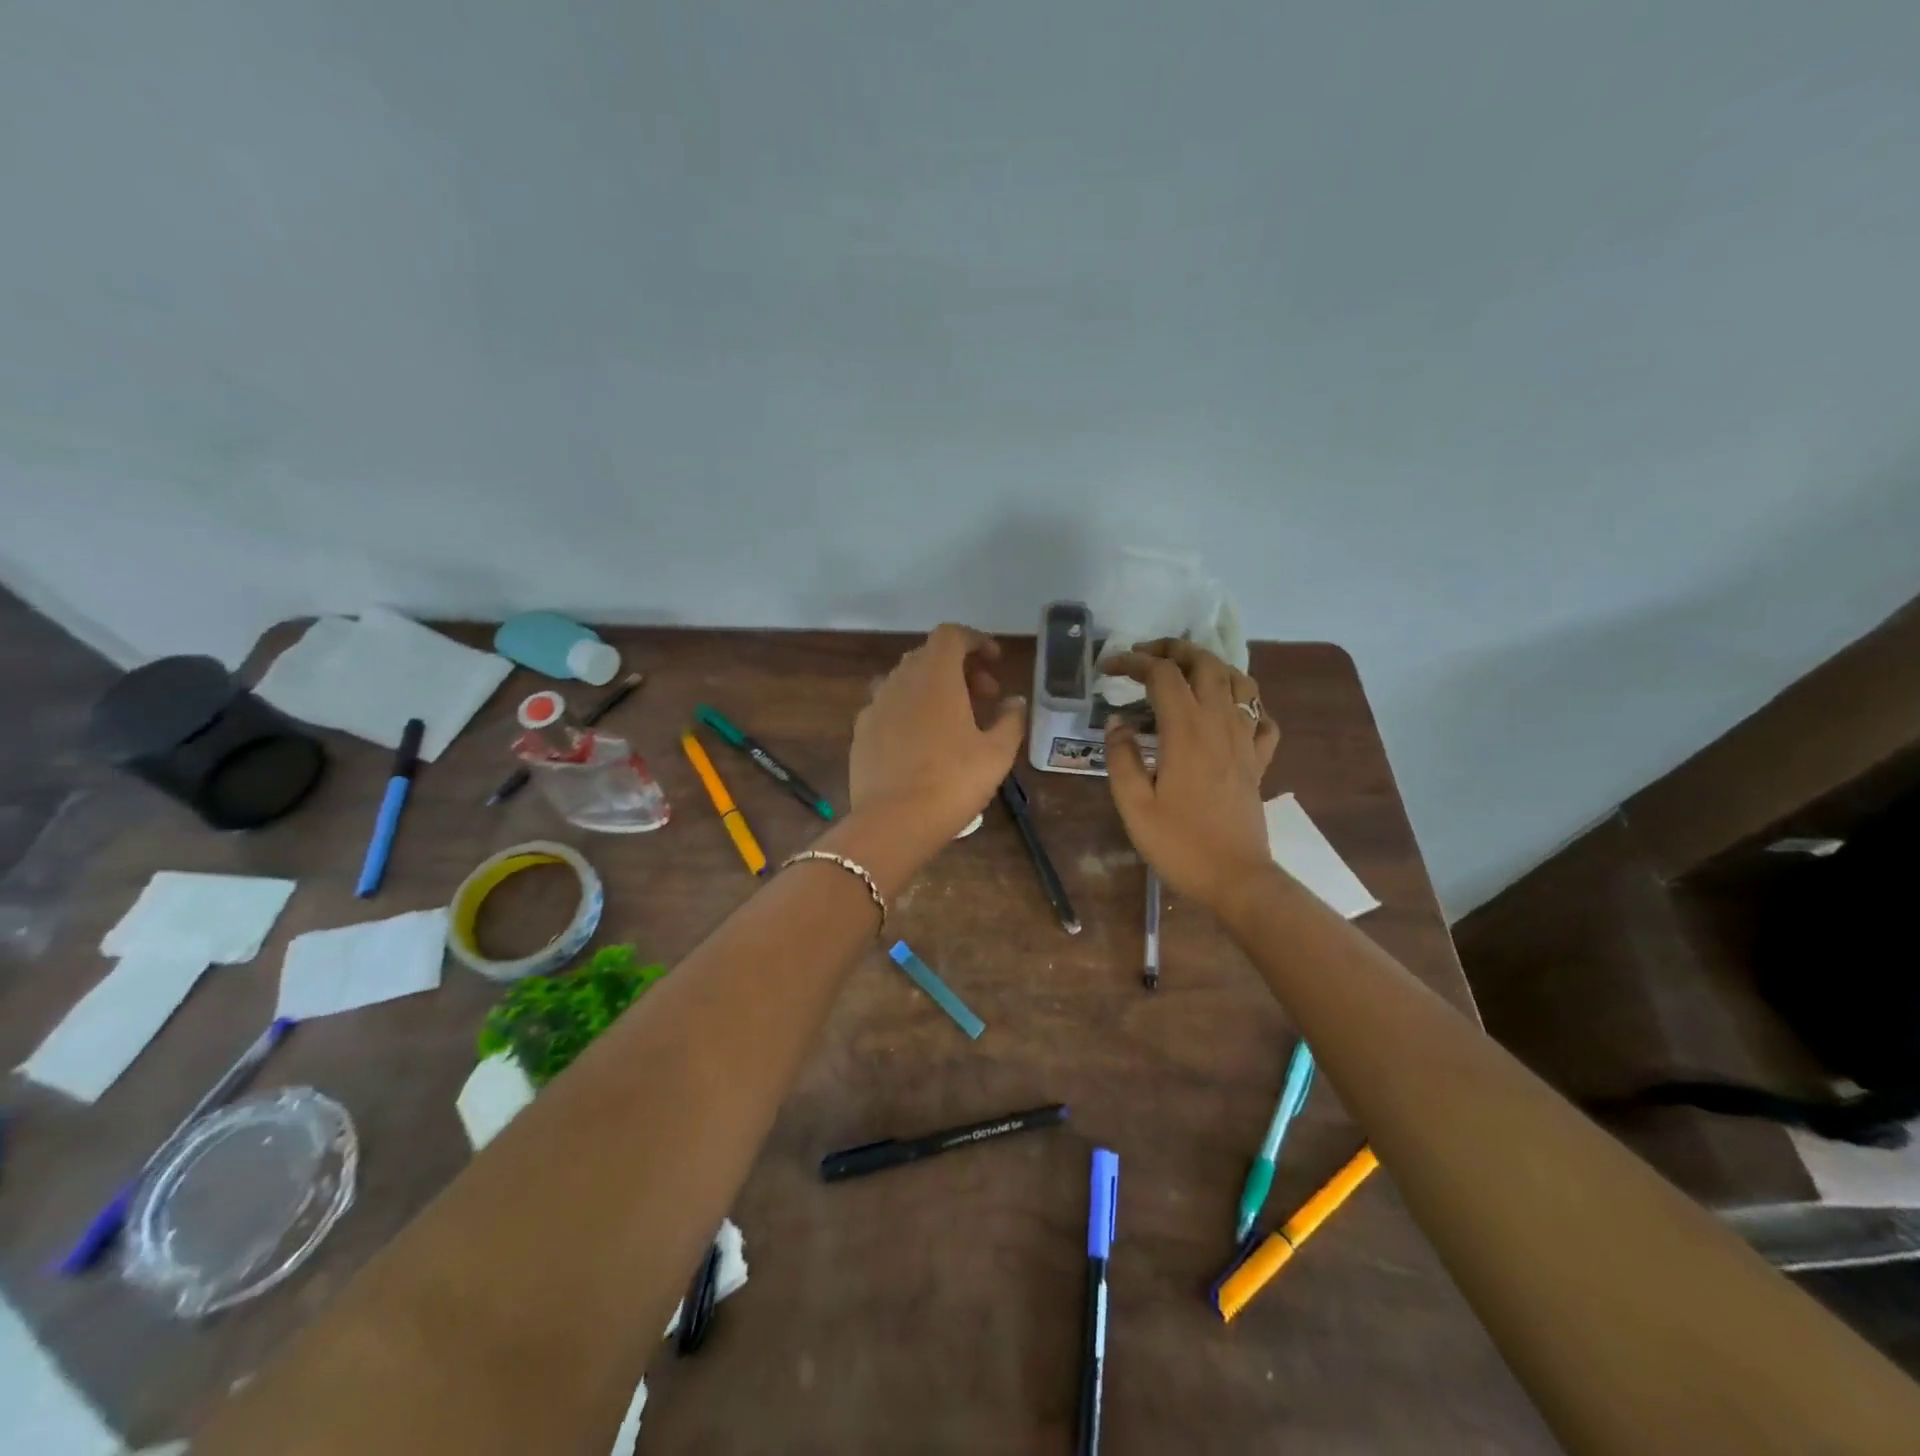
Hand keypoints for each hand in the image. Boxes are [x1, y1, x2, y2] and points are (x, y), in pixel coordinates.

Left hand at [850, 624, 1026, 839]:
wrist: (893, 822)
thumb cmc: (953, 781)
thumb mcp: (997, 753)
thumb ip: (1010, 720)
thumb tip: (1014, 703)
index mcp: (935, 676)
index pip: (951, 635)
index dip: (976, 640)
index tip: (995, 661)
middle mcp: (900, 680)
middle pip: (929, 656)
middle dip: (960, 668)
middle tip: (985, 696)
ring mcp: (875, 705)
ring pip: (906, 681)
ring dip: (933, 689)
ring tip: (955, 719)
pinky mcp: (861, 732)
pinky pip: (889, 707)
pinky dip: (910, 711)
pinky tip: (922, 742)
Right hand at [1100, 639, 1279, 910]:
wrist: (1236, 879)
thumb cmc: (1179, 844)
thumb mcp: (1133, 805)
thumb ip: (1121, 757)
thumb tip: (1118, 723)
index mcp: (1187, 731)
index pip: (1162, 674)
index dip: (1133, 661)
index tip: (1107, 667)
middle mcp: (1220, 724)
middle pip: (1206, 663)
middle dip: (1174, 649)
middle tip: (1145, 655)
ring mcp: (1246, 741)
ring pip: (1240, 682)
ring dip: (1212, 666)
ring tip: (1186, 673)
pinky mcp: (1258, 761)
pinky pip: (1261, 718)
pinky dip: (1245, 705)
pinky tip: (1227, 714)